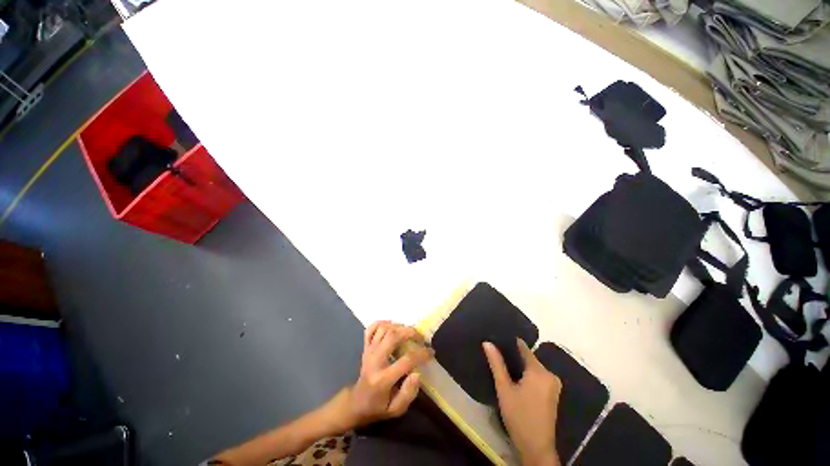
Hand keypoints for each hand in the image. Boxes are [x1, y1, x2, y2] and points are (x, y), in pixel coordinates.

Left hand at [342, 321, 432, 428]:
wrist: (356, 402)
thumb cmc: (379, 406)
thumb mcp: (396, 410)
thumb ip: (408, 394)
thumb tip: (417, 374)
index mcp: (383, 379)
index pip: (406, 361)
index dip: (421, 354)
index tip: (431, 352)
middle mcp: (374, 361)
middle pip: (392, 336)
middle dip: (410, 332)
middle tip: (420, 337)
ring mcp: (368, 351)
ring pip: (383, 329)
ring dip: (398, 327)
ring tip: (409, 332)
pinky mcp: (365, 347)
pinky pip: (371, 329)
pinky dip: (381, 323)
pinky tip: (391, 326)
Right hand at [483, 339, 561, 465]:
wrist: (537, 448)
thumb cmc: (519, 416)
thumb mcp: (504, 389)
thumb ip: (497, 364)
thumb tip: (487, 343)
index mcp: (539, 371)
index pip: (523, 348)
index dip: (510, 342)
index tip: (497, 338)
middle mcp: (550, 374)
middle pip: (529, 358)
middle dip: (514, 356)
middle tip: (497, 354)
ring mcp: (554, 384)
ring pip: (533, 367)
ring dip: (520, 366)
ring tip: (503, 364)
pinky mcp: (553, 393)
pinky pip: (538, 376)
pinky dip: (527, 375)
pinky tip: (515, 378)